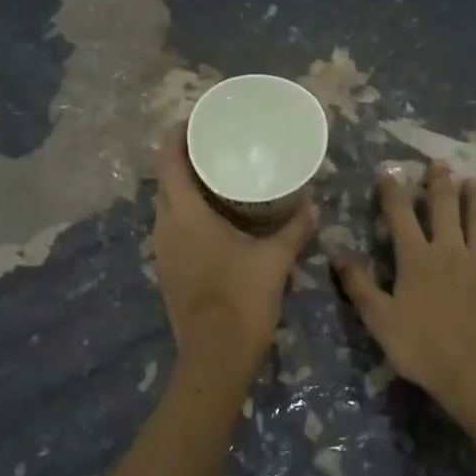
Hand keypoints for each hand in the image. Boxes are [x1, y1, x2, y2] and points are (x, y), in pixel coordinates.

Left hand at [153, 122, 316, 373]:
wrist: (215, 357)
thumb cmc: (242, 301)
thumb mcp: (274, 260)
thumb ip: (294, 228)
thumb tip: (312, 203)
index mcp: (185, 216)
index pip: (169, 161)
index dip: (176, 135)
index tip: (196, 119)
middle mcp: (165, 227)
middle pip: (165, 180)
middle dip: (182, 158)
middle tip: (214, 145)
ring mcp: (162, 251)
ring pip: (166, 205)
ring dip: (183, 186)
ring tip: (214, 176)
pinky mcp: (167, 269)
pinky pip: (171, 227)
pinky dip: (186, 212)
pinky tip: (212, 218)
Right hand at [331, 160, 475, 418]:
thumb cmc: (421, 346)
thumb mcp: (378, 318)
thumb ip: (358, 284)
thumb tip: (336, 253)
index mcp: (416, 259)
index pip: (401, 217)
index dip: (393, 192)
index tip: (389, 170)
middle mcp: (451, 253)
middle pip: (445, 211)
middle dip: (440, 185)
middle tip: (440, 163)